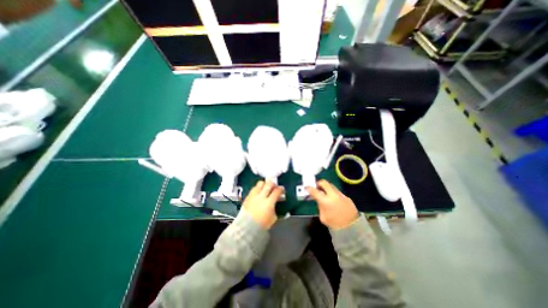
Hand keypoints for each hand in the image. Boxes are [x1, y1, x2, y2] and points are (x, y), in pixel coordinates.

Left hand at [242, 181, 281, 228]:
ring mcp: (253, 196)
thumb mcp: (273, 218)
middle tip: (275, 187)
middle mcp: (261, 196)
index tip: (282, 190)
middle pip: (269, 184)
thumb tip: (278, 202)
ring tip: (266, 187)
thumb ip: (276, 208)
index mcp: (269, 202)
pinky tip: (259, 192)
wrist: (247, 228)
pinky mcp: (247, 196)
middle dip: (273, 184)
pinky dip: (258, 188)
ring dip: (265, 184)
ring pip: (260, 183)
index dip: (281, 189)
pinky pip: (253, 188)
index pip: (277, 191)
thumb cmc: (262, 225)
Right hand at [303, 181, 359, 228]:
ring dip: (326, 187)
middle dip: (318, 183)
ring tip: (323, 192)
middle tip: (316, 187)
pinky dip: (332, 193)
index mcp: (326, 201)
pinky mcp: (346, 197)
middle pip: (324, 182)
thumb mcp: (323, 217)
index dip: (309, 188)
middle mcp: (333, 195)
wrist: (351, 228)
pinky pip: (337, 191)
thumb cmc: (334, 223)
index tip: (306, 187)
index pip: (315, 191)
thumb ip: (320, 205)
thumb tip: (319, 199)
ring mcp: (341, 194)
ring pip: (331, 185)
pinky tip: (332, 199)